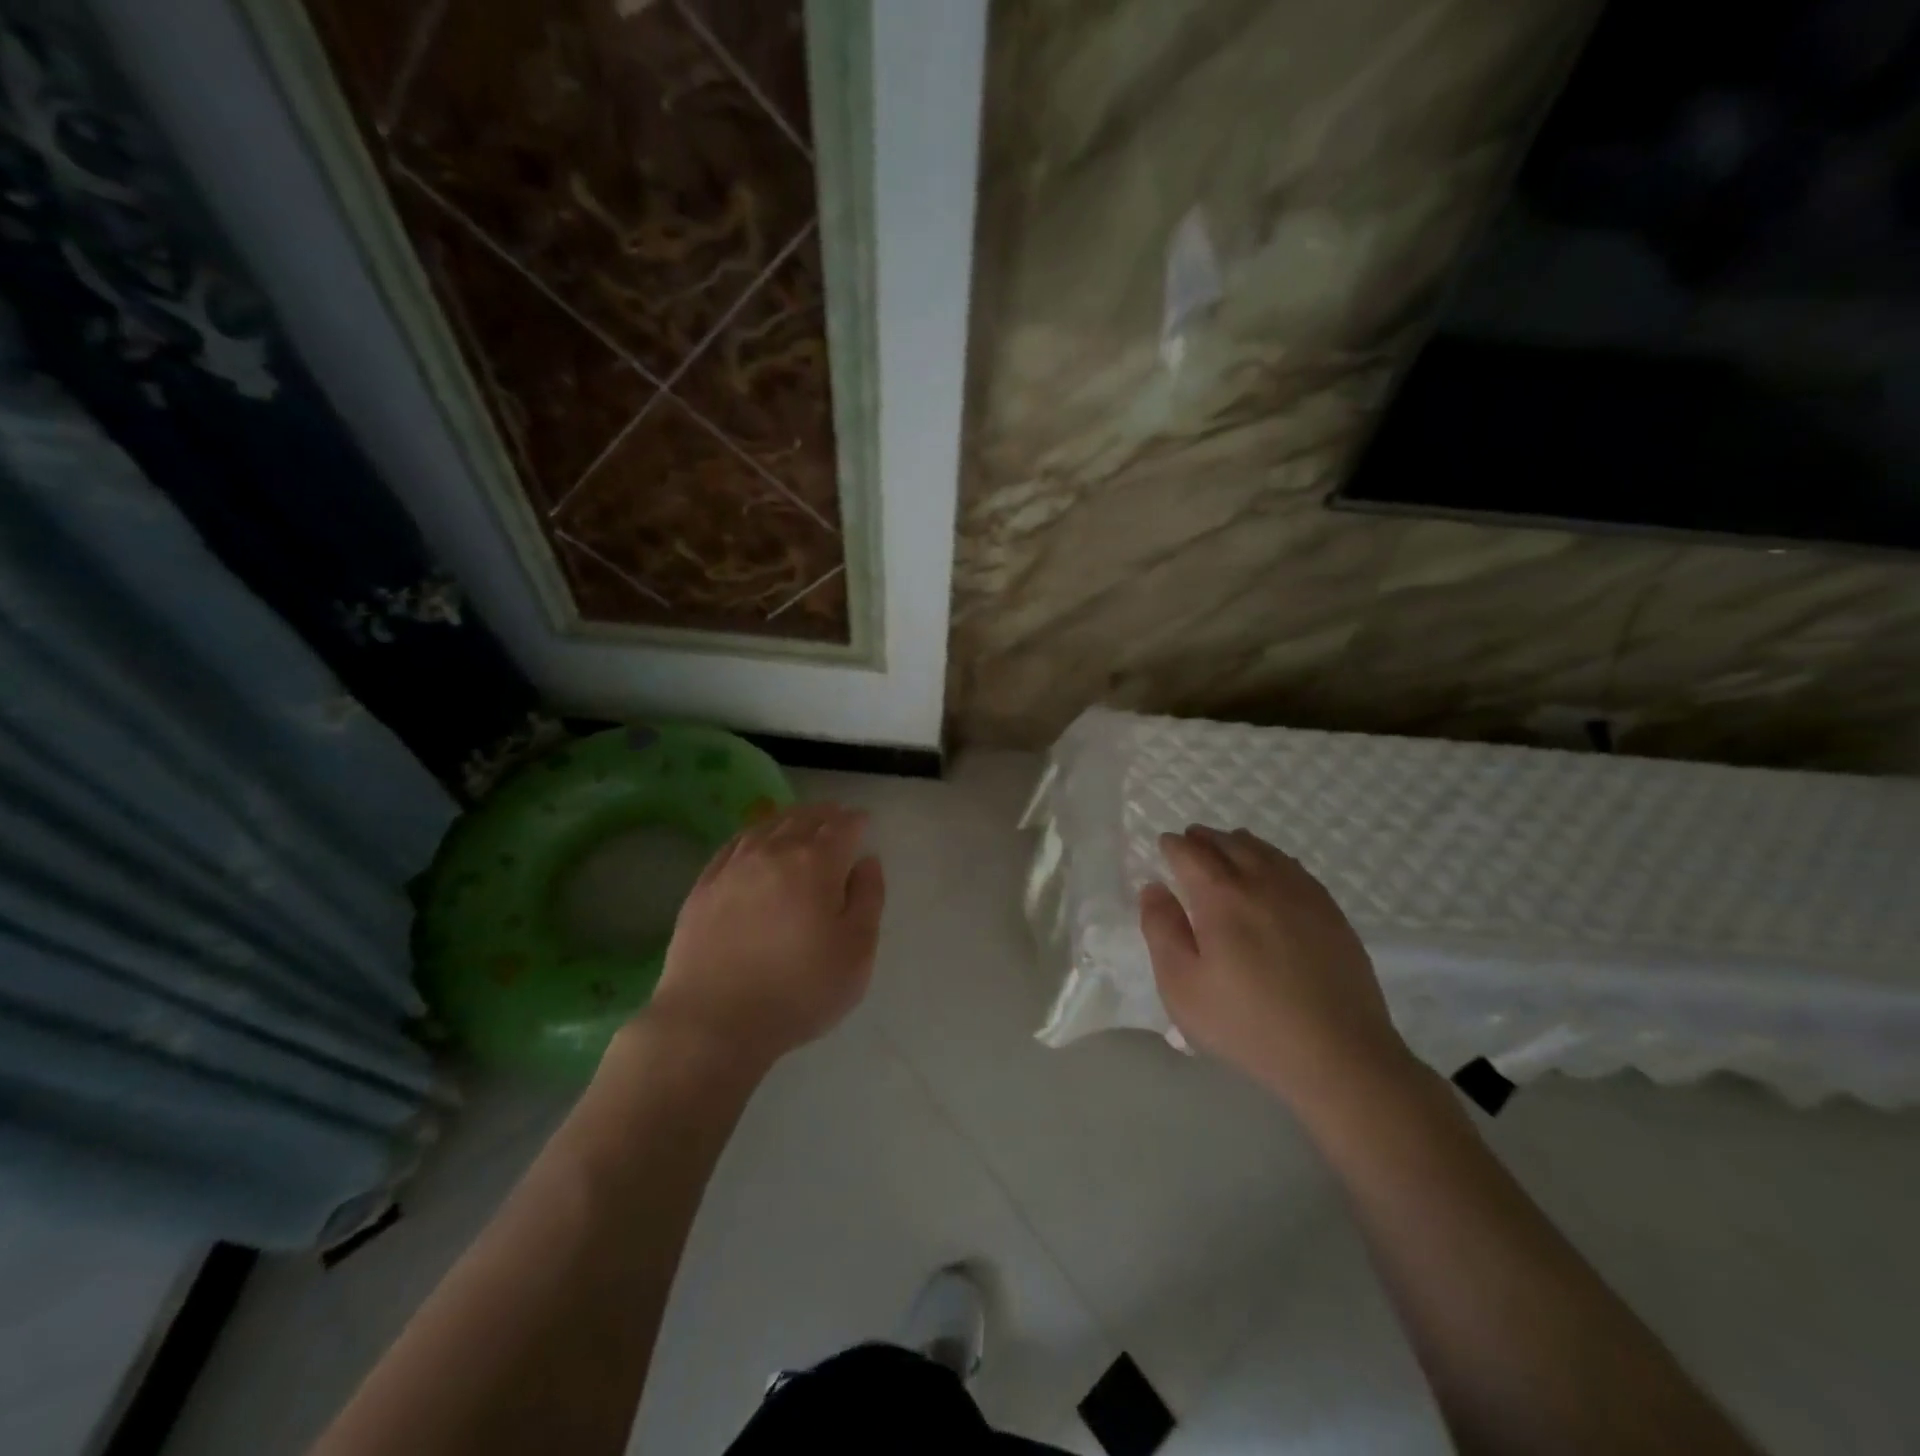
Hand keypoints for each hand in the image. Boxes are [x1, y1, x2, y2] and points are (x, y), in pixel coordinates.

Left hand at [645, 803, 884, 1068]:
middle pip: (804, 818)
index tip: (864, 822)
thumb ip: (868, 899)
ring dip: (790, 818)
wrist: (711, 1021)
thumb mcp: (856, 953)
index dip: (857, 821)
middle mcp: (774, 851)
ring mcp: (733, 866)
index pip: (843, 827)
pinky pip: (734, 844)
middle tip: (837, 815)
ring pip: (767, 826)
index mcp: (816, 863)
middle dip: (825, 814)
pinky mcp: (703, 885)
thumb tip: (867, 862)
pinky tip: (756, 842)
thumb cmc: (797, 991)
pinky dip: (754, 835)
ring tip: (801, 821)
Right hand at [1140, 825, 1412, 1111]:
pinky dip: (1273, 858)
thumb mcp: (1182, 986)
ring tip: (1227, 846)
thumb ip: (1161, 930)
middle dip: (1204, 838)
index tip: (1164, 845)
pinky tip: (1272, 869)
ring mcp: (1302, 895)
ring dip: (1238, 843)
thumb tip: (1154, 888)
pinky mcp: (1331, 913)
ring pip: (1264, 851)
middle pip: (1228, 844)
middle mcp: (1262, 882)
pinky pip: (1295, 868)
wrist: (1338, 1055)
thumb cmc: (1247, 1024)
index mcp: (1221, 897)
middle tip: (1190, 839)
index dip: (1173, 846)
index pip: (1191, 854)